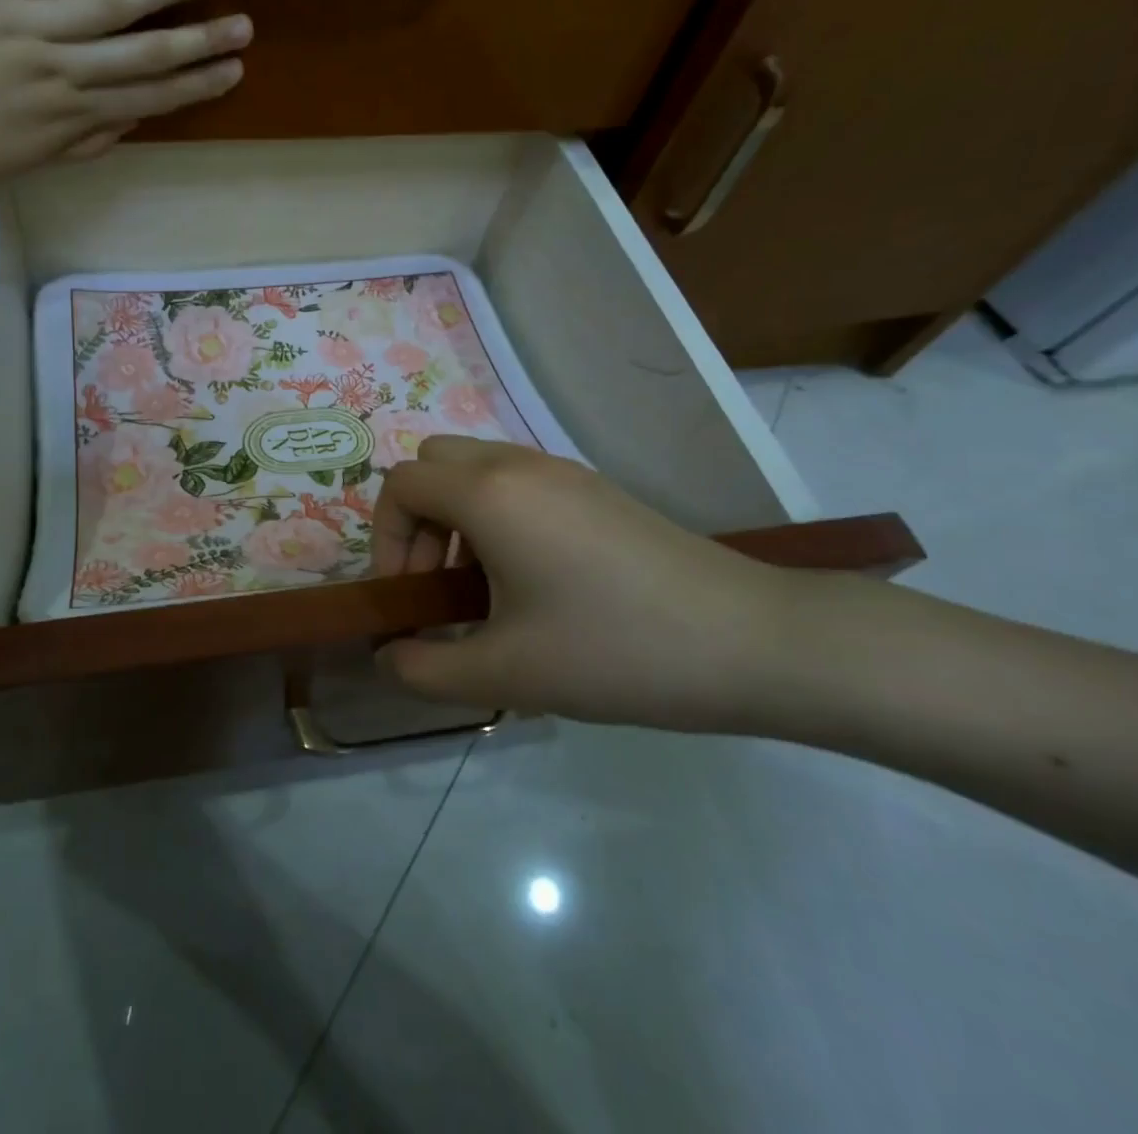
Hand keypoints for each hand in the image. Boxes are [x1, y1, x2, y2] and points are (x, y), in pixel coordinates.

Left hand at [0, 0, 249, 186]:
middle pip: (143, 53)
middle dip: (198, 41)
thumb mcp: (31, 162)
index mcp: (72, 116)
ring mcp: (28, 25)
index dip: (194, 85)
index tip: (232, 73)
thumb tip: (132, 124)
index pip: (148, 98)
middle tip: (243, 27)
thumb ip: (84, 144)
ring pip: (108, 6)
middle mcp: (63, 71)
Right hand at [372, 437, 795, 730]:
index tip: (408, 599)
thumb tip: (388, 657)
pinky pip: (517, 482)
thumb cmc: (615, 651)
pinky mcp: (595, 489)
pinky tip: (531, 582)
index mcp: (489, 494)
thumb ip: (425, 669)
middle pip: (433, 463)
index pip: (401, 486)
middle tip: (437, 585)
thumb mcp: (506, 674)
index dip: (385, 540)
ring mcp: (562, 472)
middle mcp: (519, 465)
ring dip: (456, 519)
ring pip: (476, 469)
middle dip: (416, 521)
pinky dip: (496, 517)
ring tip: (482, 589)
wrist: (753, 642)